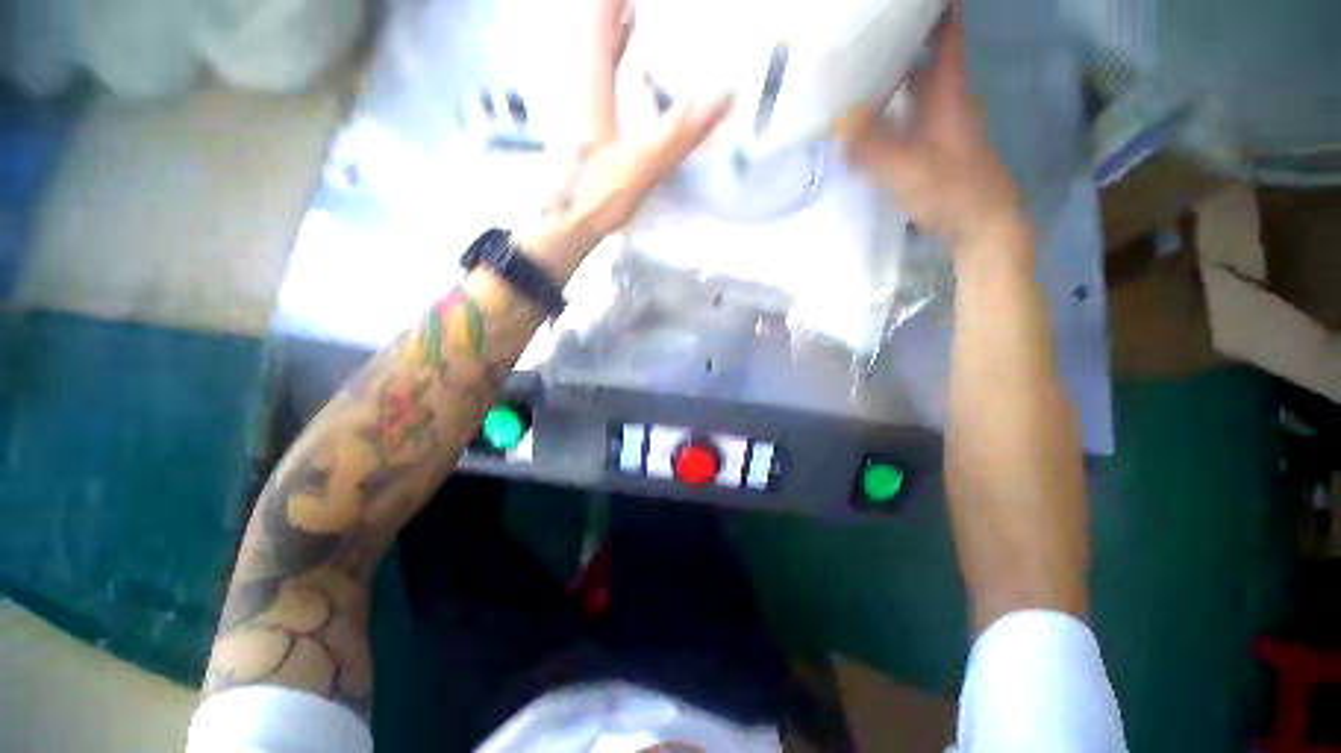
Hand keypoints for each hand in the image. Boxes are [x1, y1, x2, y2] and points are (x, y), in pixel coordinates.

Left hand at [523, 0, 731, 275]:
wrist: (563, 227)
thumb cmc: (597, 195)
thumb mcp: (643, 164)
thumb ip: (682, 130)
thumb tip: (727, 93)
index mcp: (590, 81)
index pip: (600, 17)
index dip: (617, 0)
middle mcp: (576, 82)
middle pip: (592, 28)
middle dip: (615, 11)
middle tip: (641, 6)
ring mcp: (573, 103)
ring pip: (590, 51)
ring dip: (612, 30)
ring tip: (635, 14)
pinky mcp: (577, 123)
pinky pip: (593, 77)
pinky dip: (609, 59)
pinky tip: (621, 62)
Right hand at [837, 6, 1028, 259]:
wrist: (981, 225)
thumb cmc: (953, 190)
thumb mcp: (908, 169)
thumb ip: (871, 147)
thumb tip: (836, 122)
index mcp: (948, 93)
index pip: (947, 36)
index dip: (938, 9)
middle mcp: (947, 102)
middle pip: (926, 59)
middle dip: (901, 40)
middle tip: (864, 35)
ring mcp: (941, 127)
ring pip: (916, 89)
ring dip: (893, 76)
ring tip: (857, 70)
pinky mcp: (933, 149)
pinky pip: (908, 117)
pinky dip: (890, 110)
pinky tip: (867, 119)